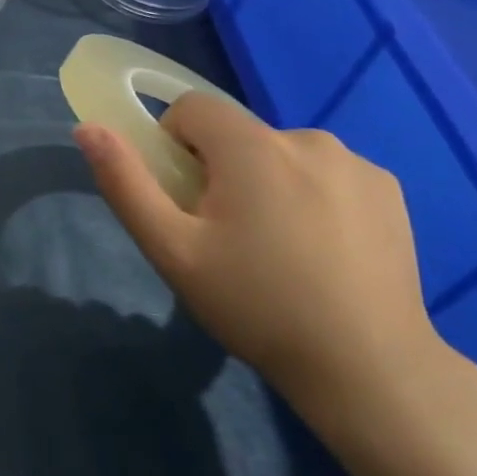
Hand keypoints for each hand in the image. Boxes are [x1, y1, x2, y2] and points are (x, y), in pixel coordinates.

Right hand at [75, 93, 450, 431]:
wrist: (367, 368)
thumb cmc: (256, 306)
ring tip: (281, 249)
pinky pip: (326, 173)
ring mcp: (355, 162)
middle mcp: (306, 137)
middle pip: (237, 134)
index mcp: (251, 146)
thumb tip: (88, 128)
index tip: (187, 201)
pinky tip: (324, 250)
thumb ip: (126, 183)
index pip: (192, 108)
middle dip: (222, 171)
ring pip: (282, 153)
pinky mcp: (388, 188)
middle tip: (230, 237)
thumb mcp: (173, 251)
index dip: (175, 146)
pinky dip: (313, 195)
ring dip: (268, 182)